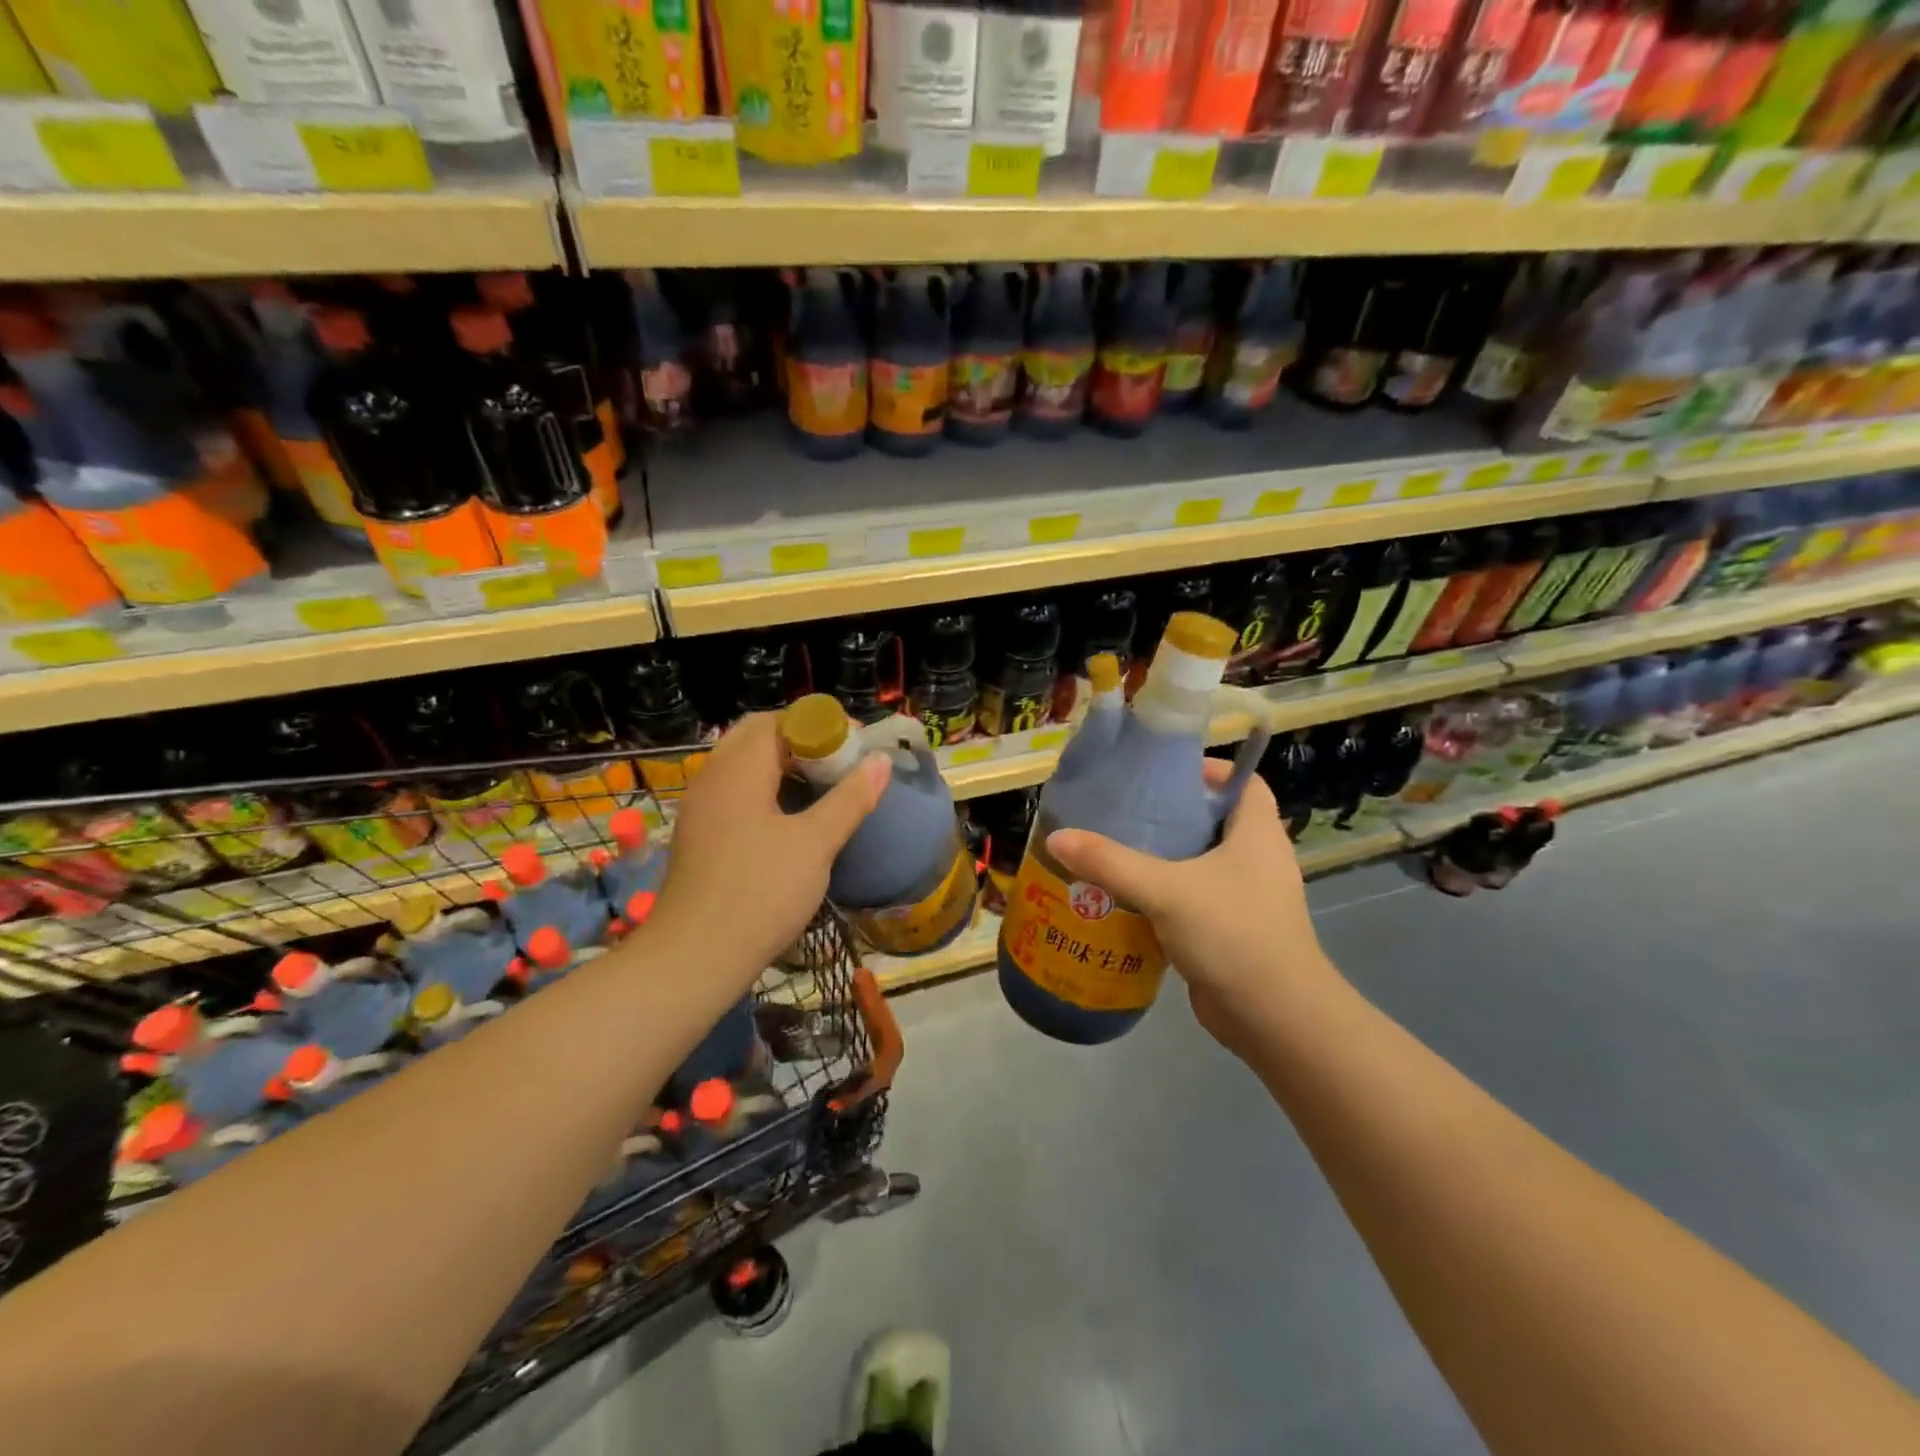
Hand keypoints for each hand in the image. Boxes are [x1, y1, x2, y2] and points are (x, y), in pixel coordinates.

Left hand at [650, 713, 890, 982]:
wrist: (695, 958)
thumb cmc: (761, 892)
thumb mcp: (815, 844)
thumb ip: (850, 798)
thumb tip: (879, 761)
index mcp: (739, 769)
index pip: (779, 720)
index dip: (821, 724)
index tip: (856, 745)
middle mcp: (713, 777)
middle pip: (757, 736)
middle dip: (801, 740)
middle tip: (838, 763)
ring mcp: (701, 807)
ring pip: (743, 764)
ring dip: (782, 765)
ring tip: (821, 788)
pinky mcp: (698, 834)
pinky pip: (734, 791)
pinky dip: (764, 789)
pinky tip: (789, 819)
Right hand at [1046, 761, 1337, 1053]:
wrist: (1276, 1019)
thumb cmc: (1232, 934)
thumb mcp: (1165, 890)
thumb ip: (1110, 862)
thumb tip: (1057, 838)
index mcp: (1257, 833)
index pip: (1242, 781)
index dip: (1209, 770)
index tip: (1162, 774)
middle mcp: (1259, 860)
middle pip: (1216, 821)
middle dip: (1173, 815)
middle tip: (1124, 812)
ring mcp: (1249, 899)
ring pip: (1203, 864)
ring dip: (1165, 859)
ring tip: (1116, 852)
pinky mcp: (1234, 932)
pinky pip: (1196, 901)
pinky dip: (1167, 897)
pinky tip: (1127, 901)